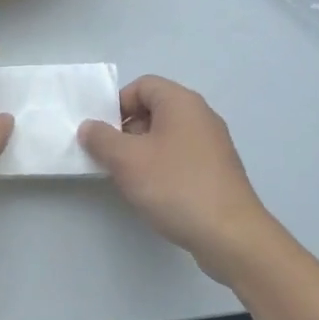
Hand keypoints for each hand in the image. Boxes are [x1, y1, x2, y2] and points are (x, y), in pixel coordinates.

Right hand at [79, 76, 277, 270]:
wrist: (229, 234)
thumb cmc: (175, 186)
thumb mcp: (126, 160)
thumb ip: (101, 139)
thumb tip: (89, 127)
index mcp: (181, 102)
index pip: (142, 85)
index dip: (117, 104)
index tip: (102, 133)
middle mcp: (201, 116)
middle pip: (154, 109)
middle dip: (127, 130)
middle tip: (111, 157)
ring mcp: (213, 144)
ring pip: (167, 135)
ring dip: (143, 151)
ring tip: (130, 179)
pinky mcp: (217, 170)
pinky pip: (181, 156)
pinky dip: (162, 167)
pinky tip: (155, 193)